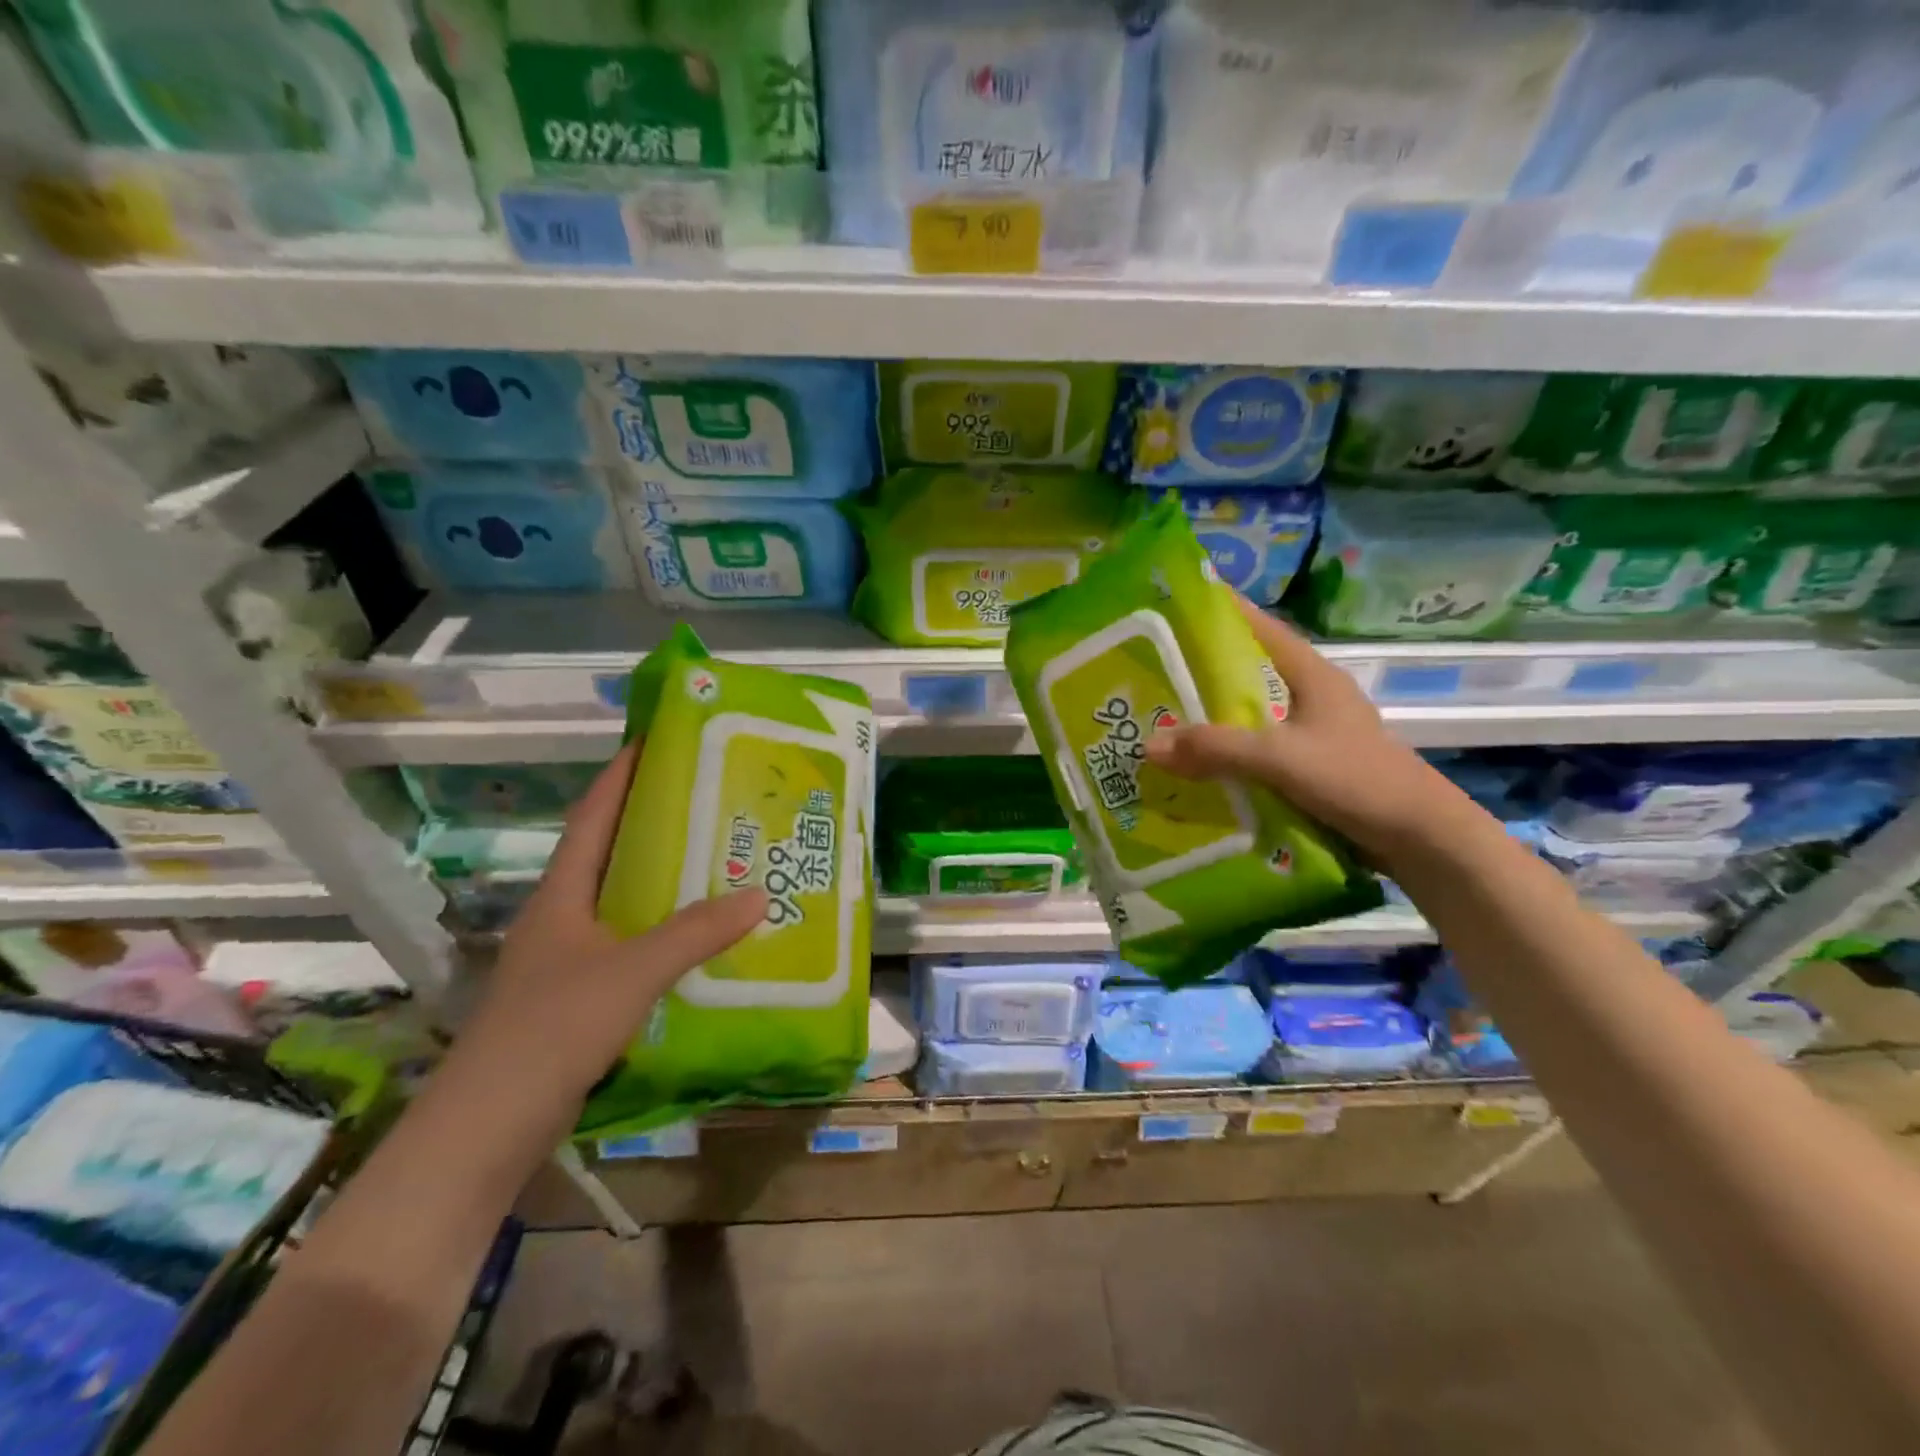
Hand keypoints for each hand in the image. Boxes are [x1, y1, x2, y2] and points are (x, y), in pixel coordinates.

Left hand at [450, 744, 766, 1120]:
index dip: (621, 775)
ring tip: (719, 858)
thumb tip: (758, 895)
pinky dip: (665, 930)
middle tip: (711, 799)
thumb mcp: (631, 971)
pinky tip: (702, 936)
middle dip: (654, 822)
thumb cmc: (551, 1030)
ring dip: (664, 879)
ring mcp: (569, 959)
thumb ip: (695, 932)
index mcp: (562, 894)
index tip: (656, 741)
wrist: (487, 1129)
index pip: (593, 817)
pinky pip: (632, 944)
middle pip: (611, 853)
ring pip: (624, 902)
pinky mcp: (580, 997)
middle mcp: (563, 917)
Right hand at [1144, 593, 1465, 859]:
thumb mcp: (1282, 759)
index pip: (1260, 627)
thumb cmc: (1358, 780)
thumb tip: (1150, 745)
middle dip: (1201, 671)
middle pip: (1247, 672)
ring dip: (1211, 718)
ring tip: (1159, 719)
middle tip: (1148, 671)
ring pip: (1249, 715)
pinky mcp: (1310, 767)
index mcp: (1310, 675)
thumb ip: (1217, 749)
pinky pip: (1256, 751)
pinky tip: (1196, 767)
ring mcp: (1311, 733)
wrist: (1421, 838)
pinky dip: (1227, 754)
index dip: (1221, 612)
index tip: (1174, 604)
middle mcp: (1309, 696)